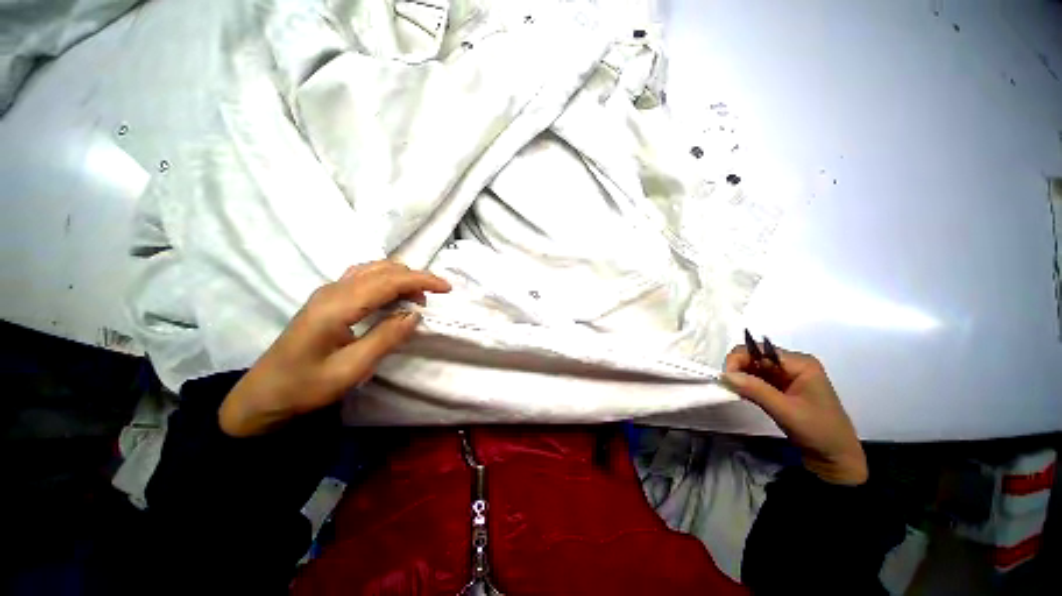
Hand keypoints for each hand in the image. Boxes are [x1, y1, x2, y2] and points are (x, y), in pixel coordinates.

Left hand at [219, 261, 450, 436]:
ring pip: (373, 269)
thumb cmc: (306, 386)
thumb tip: (415, 314)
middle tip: (434, 297)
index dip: (421, 280)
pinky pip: (364, 277)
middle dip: (415, 277)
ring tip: (417, 298)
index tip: (446, 288)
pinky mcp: (328, 298)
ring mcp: (328, 292)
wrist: (263, 395)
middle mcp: (333, 290)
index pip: (389, 281)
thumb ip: (386, 337)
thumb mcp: (352, 369)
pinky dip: (387, 281)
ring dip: (401, 278)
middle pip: (383, 269)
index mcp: (338, 306)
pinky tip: (393, 296)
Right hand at [722, 346, 867, 485]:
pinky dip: (747, 385)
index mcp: (800, 363)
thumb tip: (724, 375)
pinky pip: (758, 378)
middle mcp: (793, 364)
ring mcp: (788, 375)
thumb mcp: (786, 411)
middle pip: (755, 356)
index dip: (739, 359)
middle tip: (730, 387)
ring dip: (742, 377)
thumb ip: (755, 390)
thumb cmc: (818, 431)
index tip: (727, 379)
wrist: (836, 458)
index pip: (759, 350)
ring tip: (737, 392)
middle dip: (739, 368)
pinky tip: (744, 395)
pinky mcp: (782, 387)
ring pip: (754, 367)